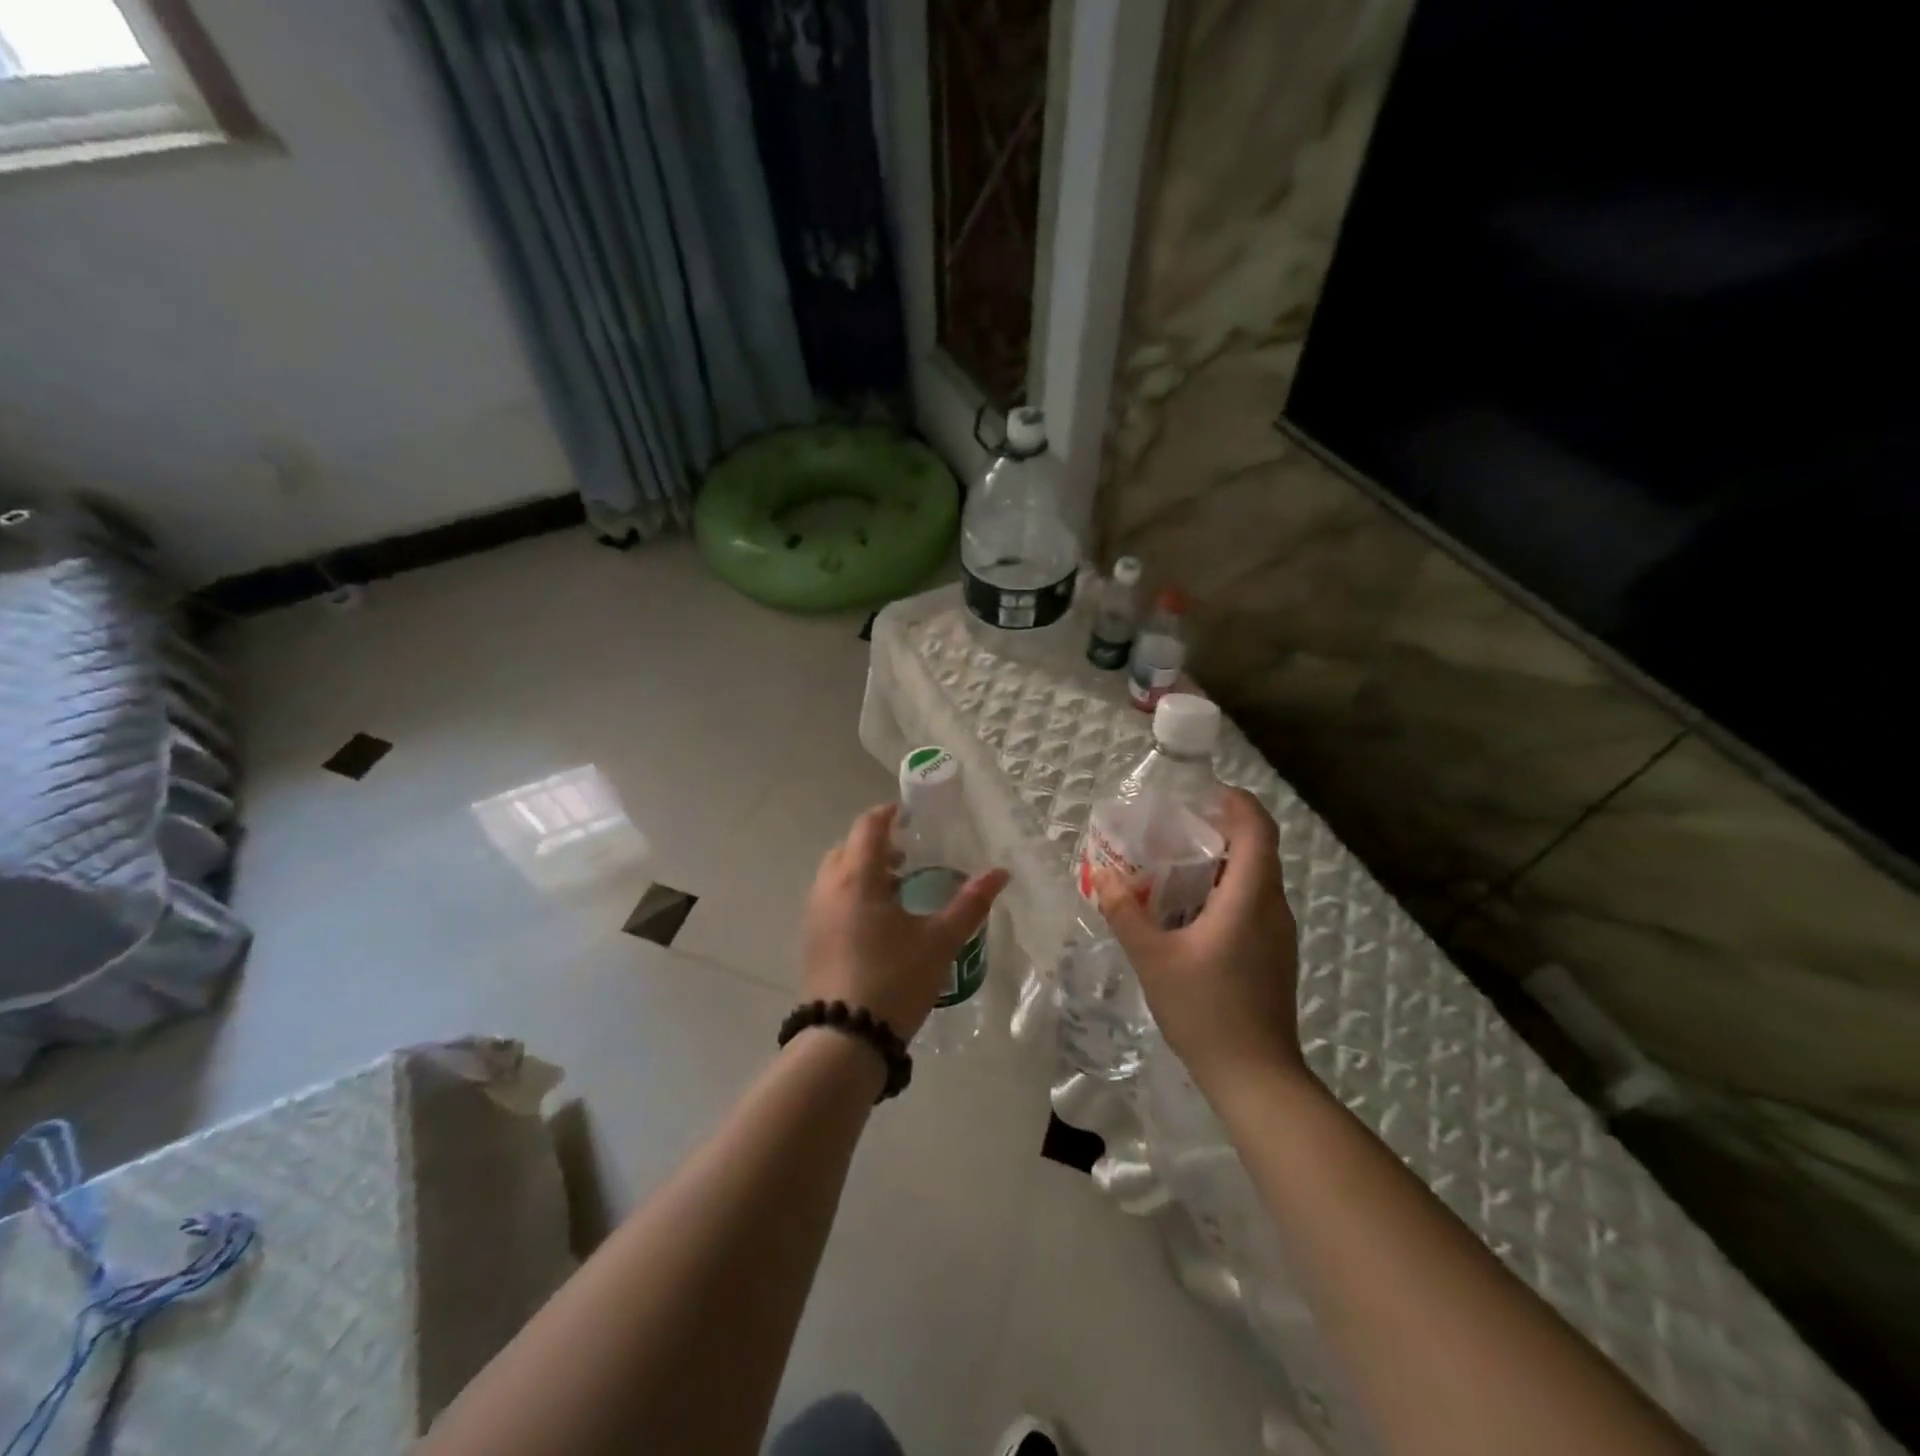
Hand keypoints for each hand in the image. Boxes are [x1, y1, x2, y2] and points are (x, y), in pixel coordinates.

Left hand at [801, 803, 1009, 1039]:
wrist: (845, 1038)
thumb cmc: (895, 980)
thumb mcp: (940, 941)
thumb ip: (970, 903)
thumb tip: (1001, 873)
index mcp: (857, 878)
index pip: (868, 827)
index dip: (889, 814)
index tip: (911, 815)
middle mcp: (828, 888)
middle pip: (848, 848)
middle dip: (877, 844)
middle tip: (909, 856)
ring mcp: (814, 915)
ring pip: (836, 875)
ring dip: (863, 872)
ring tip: (898, 892)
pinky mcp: (810, 940)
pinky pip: (830, 900)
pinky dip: (851, 895)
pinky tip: (878, 924)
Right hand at [1093, 788, 1305, 1093]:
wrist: (1256, 1076)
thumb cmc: (1206, 1010)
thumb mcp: (1153, 958)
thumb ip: (1125, 912)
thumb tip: (1102, 875)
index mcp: (1250, 897)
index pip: (1258, 828)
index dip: (1236, 801)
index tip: (1201, 793)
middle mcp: (1273, 907)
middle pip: (1258, 848)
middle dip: (1221, 828)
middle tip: (1174, 828)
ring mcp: (1278, 933)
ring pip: (1256, 877)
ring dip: (1222, 861)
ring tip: (1174, 865)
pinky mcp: (1274, 954)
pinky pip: (1254, 903)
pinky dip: (1226, 889)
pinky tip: (1189, 911)